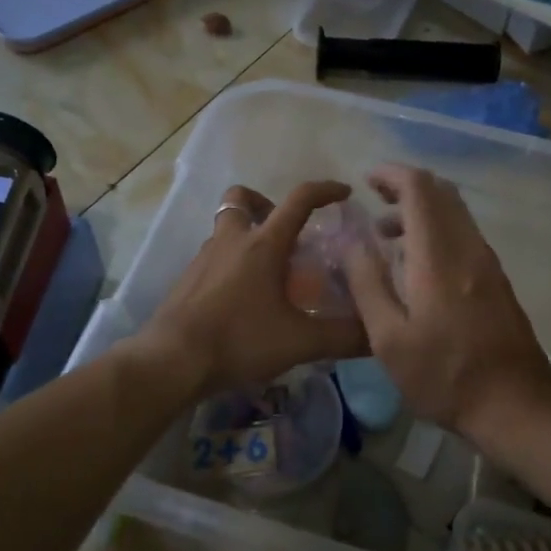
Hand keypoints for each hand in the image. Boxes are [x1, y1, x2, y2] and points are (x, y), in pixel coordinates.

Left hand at [131, 181, 368, 402]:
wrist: (171, 361)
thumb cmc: (239, 339)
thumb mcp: (299, 342)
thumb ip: (343, 337)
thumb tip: (379, 335)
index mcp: (263, 244)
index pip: (299, 199)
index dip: (325, 190)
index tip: (344, 193)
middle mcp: (232, 240)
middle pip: (242, 199)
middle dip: (266, 205)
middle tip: (286, 234)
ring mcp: (204, 257)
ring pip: (226, 228)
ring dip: (248, 236)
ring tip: (268, 273)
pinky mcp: (187, 279)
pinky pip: (214, 256)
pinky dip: (231, 264)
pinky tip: (242, 299)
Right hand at [340, 164, 550, 438]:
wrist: (516, 407)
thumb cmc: (444, 376)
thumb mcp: (388, 339)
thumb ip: (367, 284)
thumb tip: (351, 242)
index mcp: (438, 256)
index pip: (419, 189)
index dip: (392, 175)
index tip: (366, 181)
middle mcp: (468, 248)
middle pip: (441, 193)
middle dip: (406, 186)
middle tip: (374, 200)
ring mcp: (488, 263)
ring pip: (455, 213)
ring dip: (421, 210)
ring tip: (386, 236)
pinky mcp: (497, 279)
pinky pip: (464, 234)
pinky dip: (437, 230)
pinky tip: (417, 264)